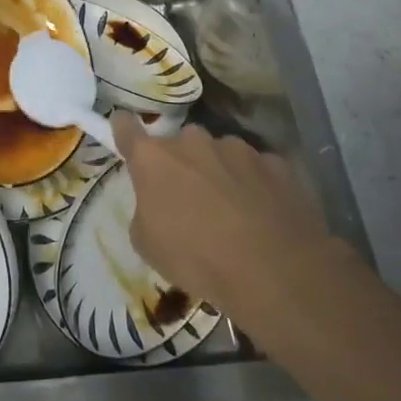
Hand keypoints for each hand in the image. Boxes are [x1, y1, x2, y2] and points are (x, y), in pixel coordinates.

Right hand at [115, 117, 342, 322]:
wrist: (274, 273)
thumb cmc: (197, 259)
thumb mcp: (148, 246)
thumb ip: (145, 211)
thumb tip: (157, 205)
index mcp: (154, 158)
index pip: (127, 127)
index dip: (124, 130)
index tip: (125, 134)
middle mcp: (194, 141)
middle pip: (180, 143)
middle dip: (182, 163)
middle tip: (189, 198)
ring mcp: (238, 148)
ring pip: (221, 153)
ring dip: (220, 172)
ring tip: (233, 212)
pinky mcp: (276, 163)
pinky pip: (257, 169)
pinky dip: (255, 185)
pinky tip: (264, 215)